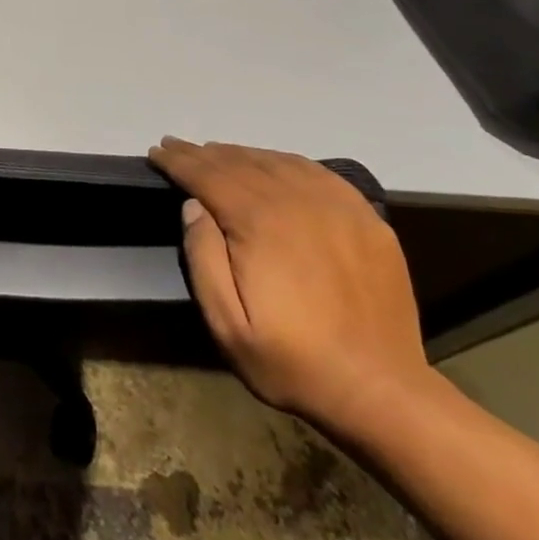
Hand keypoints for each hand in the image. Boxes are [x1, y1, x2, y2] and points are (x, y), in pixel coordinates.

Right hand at [149, 138, 430, 434]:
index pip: (207, 175)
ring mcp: (337, 207)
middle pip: (239, 162)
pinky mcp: (366, 219)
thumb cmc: (293, 361)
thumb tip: (193, 205)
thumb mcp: (227, 324)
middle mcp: (296, 201)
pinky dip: (285, 162)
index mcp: (259, 222)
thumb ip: (203, 257)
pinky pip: (317, 173)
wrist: (382, 393)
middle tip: (176, 147)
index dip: (177, 161)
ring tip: (216, 154)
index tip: (156, 152)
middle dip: (202, 153)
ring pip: (276, 162)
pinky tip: (274, 165)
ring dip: (240, 154)